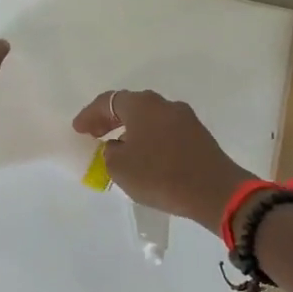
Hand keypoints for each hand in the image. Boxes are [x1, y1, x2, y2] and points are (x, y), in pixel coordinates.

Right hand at [71, 89, 257, 233]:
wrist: (214, 190)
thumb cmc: (160, 175)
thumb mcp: (121, 168)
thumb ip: (111, 152)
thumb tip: (118, 146)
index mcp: (142, 105)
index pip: (108, 101)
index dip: (90, 115)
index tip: (78, 130)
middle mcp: (164, 104)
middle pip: (131, 105)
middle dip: (110, 119)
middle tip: (95, 135)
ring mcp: (185, 118)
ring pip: (150, 118)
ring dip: (132, 129)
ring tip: (119, 148)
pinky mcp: (198, 135)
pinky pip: (165, 131)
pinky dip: (150, 138)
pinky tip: (146, 157)